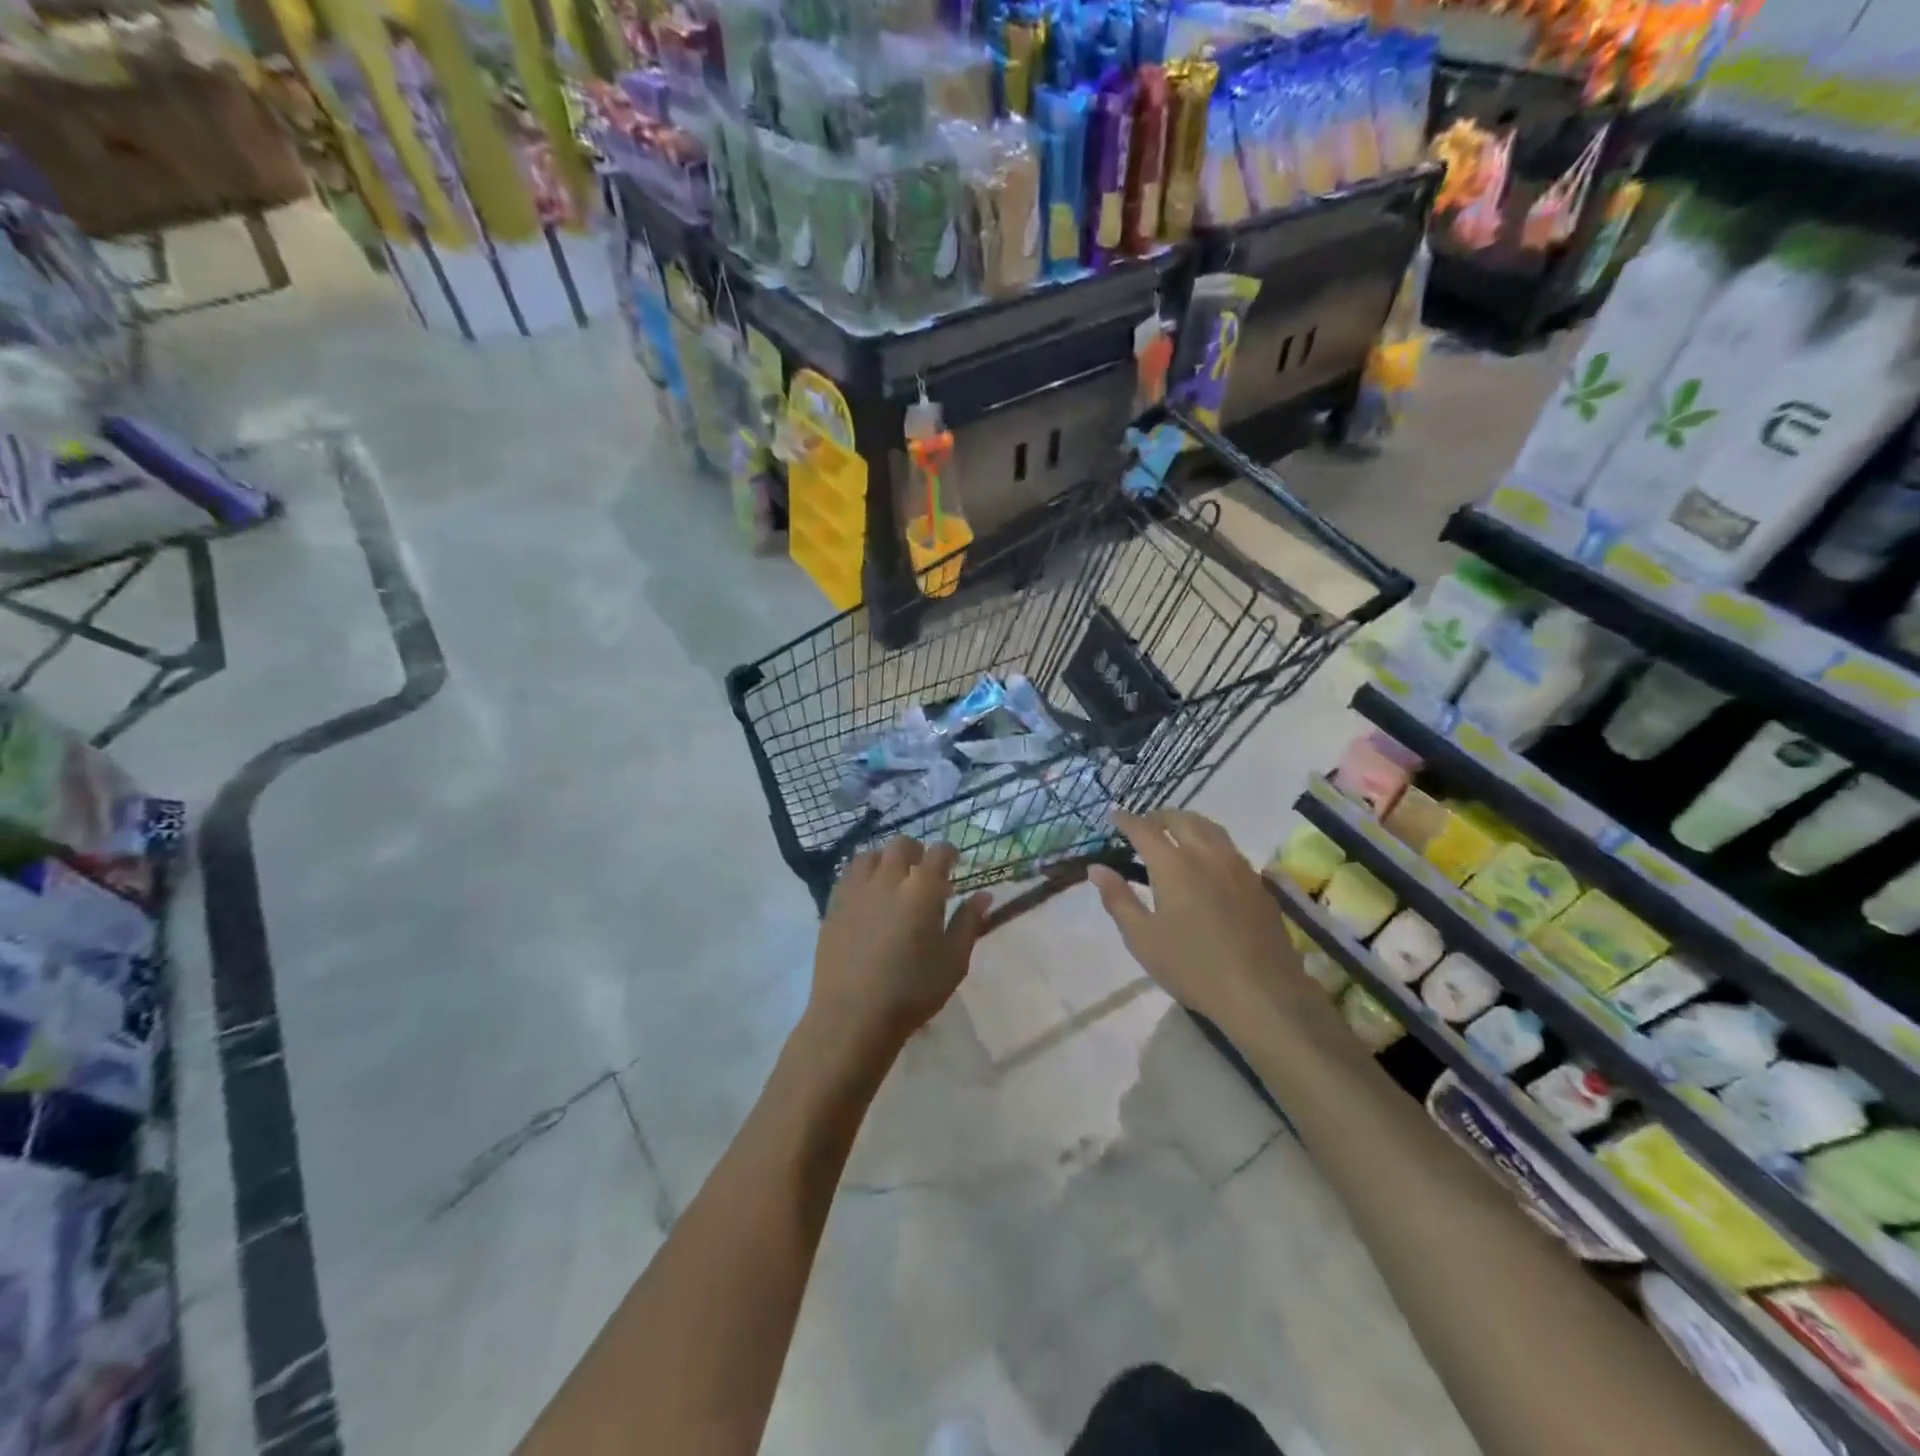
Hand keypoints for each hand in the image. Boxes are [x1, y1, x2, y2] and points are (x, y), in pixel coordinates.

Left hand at [809, 838, 991, 1055]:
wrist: (853, 1015)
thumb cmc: (913, 991)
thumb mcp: (954, 961)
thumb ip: (969, 922)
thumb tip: (984, 895)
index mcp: (923, 888)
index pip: (939, 852)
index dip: (949, 854)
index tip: (953, 866)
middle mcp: (889, 878)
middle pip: (902, 845)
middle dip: (917, 853)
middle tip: (923, 876)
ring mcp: (857, 888)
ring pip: (872, 854)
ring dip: (886, 860)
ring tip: (893, 882)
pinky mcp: (833, 903)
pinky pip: (849, 874)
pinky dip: (863, 875)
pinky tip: (868, 896)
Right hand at [1089, 809, 1307, 1031]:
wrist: (1262, 992)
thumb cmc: (1193, 967)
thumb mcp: (1142, 938)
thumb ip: (1118, 899)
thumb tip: (1097, 868)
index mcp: (1173, 865)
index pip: (1144, 830)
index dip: (1126, 820)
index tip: (1114, 815)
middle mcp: (1206, 854)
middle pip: (1181, 820)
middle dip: (1158, 817)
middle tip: (1143, 825)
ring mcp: (1237, 866)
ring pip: (1210, 828)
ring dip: (1187, 823)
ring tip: (1175, 834)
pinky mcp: (1258, 883)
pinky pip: (1229, 847)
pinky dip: (1210, 841)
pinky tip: (1207, 861)